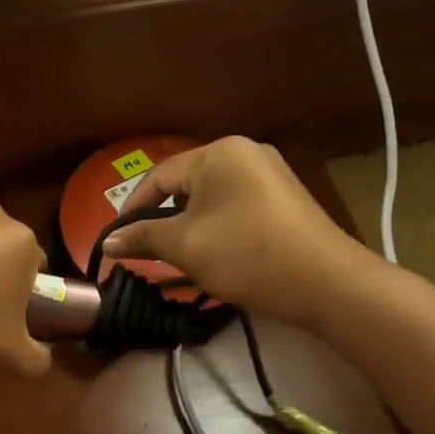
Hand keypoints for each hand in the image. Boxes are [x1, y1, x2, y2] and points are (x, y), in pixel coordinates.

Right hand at [101, 138, 370, 326]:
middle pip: (187, 183)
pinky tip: (214, 249)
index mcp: (218, 152)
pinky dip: (217, 224)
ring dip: (190, 223)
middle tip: (145, 247)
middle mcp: (245, 151)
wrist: (326, 282)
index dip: (132, 208)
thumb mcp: (186, 246)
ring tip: (176, 252)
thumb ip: (144, 238)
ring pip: (212, 196)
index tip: (116, 238)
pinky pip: (236, 204)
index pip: (160, 176)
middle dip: (163, 216)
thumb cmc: (246, 255)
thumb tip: (108, 242)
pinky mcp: (285, 196)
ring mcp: (270, 172)